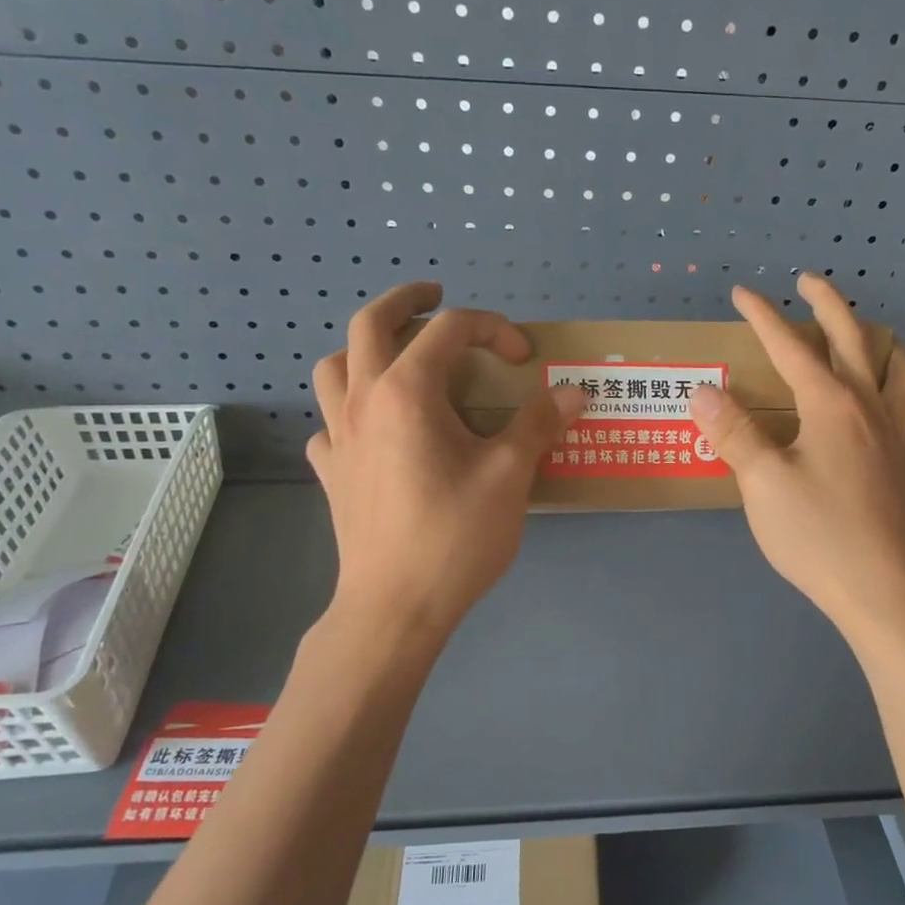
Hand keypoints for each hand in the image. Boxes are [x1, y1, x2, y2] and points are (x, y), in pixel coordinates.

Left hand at [307, 283, 582, 636]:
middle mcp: (363, 401)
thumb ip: (538, 425)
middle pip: (371, 324)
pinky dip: (352, 411)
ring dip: (365, 349)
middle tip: (435, 297)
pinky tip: (376, 432)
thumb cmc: (454, 537)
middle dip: (406, 300)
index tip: (524, 358)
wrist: (394, 607)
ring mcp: (338, 437)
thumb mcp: (509, 477)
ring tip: (397, 357)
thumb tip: (572, 393)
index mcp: (407, 392)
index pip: (449, 330)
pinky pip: (331, 423)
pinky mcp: (331, 472)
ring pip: (335, 366)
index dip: (493, 329)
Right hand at [688, 273, 904, 634]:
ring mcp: (893, 434)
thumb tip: (703, 390)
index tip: (742, 292)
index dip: (764, 317)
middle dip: (827, 304)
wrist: (877, 586)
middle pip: (852, 339)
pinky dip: (896, 380)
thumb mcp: (762, 482)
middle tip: (807, 282)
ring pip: (895, 368)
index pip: (792, 348)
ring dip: (876, 338)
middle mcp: (868, 407)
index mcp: (831, 404)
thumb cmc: (815, 532)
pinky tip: (884, 397)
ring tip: (865, 330)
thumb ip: (734, 432)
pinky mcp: (902, 462)